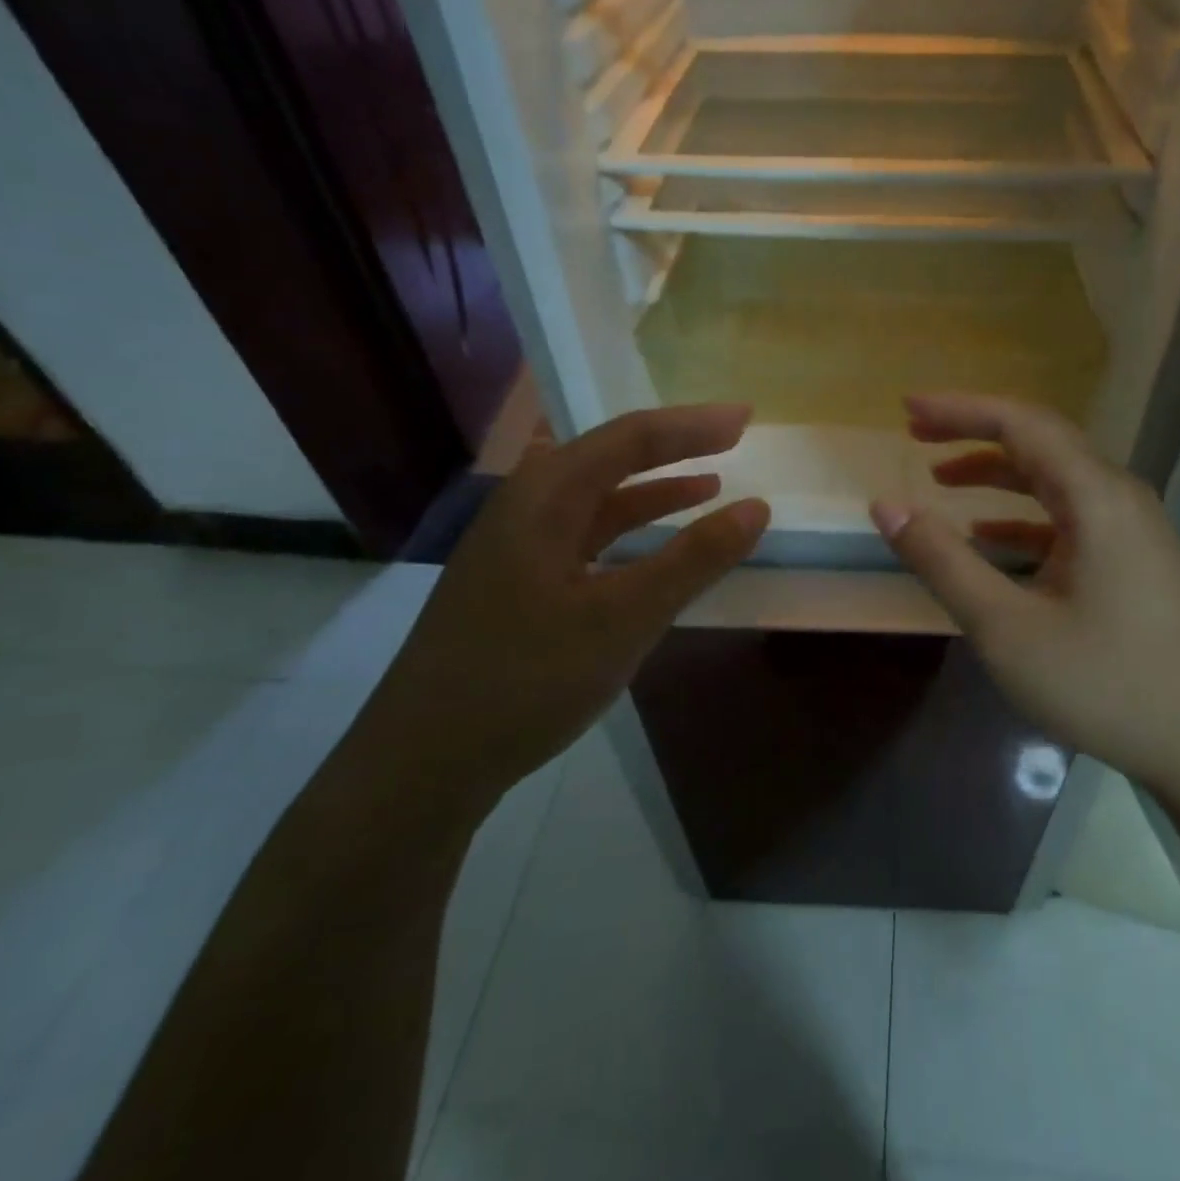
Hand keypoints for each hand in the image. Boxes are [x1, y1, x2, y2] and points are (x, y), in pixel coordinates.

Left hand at [362, 404, 768, 815]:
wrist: (422, 761)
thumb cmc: (525, 679)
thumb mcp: (623, 618)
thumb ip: (693, 560)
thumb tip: (757, 508)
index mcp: (544, 497)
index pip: (630, 438)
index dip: (692, 425)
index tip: (746, 419)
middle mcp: (525, 506)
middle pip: (609, 456)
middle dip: (674, 447)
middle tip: (731, 440)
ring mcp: (516, 545)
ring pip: (596, 499)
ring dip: (653, 490)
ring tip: (710, 485)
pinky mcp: (517, 582)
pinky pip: (584, 536)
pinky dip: (628, 532)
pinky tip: (653, 547)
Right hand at [870, 394, 1179, 811]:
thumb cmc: (1103, 684)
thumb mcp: (1005, 627)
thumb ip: (942, 561)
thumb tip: (886, 505)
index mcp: (1097, 498)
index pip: (1022, 425)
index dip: (960, 410)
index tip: (906, 409)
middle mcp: (1120, 498)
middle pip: (1040, 443)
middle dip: (975, 433)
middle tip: (917, 435)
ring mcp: (1133, 529)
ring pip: (1055, 480)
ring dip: (997, 474)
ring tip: (941, 479)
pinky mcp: (1134, 560)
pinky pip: (1070, 518)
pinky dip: (1023, 515)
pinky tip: (988, 534)